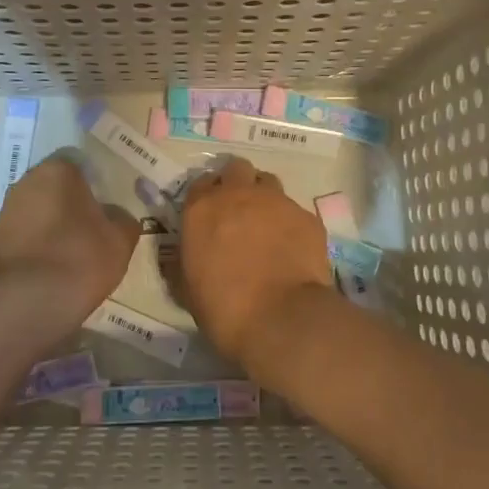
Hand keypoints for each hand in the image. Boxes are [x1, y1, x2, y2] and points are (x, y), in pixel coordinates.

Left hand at [0, 157, 139, 331]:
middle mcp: (26, 182)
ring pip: (34, 211)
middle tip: (87, 230)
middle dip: (66, 204)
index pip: (77, 168)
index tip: (101, 210)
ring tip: (66, 253)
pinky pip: (20, 236)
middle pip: (52, 188)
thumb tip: (113, 215)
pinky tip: (48, 267)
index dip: (91, 188)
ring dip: (47, 224)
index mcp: (58, 170)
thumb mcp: (122, 237)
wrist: (35, 301)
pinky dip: (32, 245)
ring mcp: (5, 212)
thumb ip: (121, 217)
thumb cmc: (83, 257)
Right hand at [178, 159, 334, 365]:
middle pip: (237, 169)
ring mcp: (276, 202)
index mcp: (202, 208)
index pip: (201, 183)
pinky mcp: (307, 217)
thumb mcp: (186, 288)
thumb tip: (181, 257)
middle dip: (237, 183)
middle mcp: (238, 194)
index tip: (210, 214)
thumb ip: (182, 262)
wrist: (280, 318)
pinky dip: (291, 224)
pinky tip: (292, 250)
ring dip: (264, 198)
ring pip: (269, 183)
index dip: (207, 196)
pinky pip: (295, 211)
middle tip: (239, 211)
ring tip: (267, 226)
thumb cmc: (223, 307)